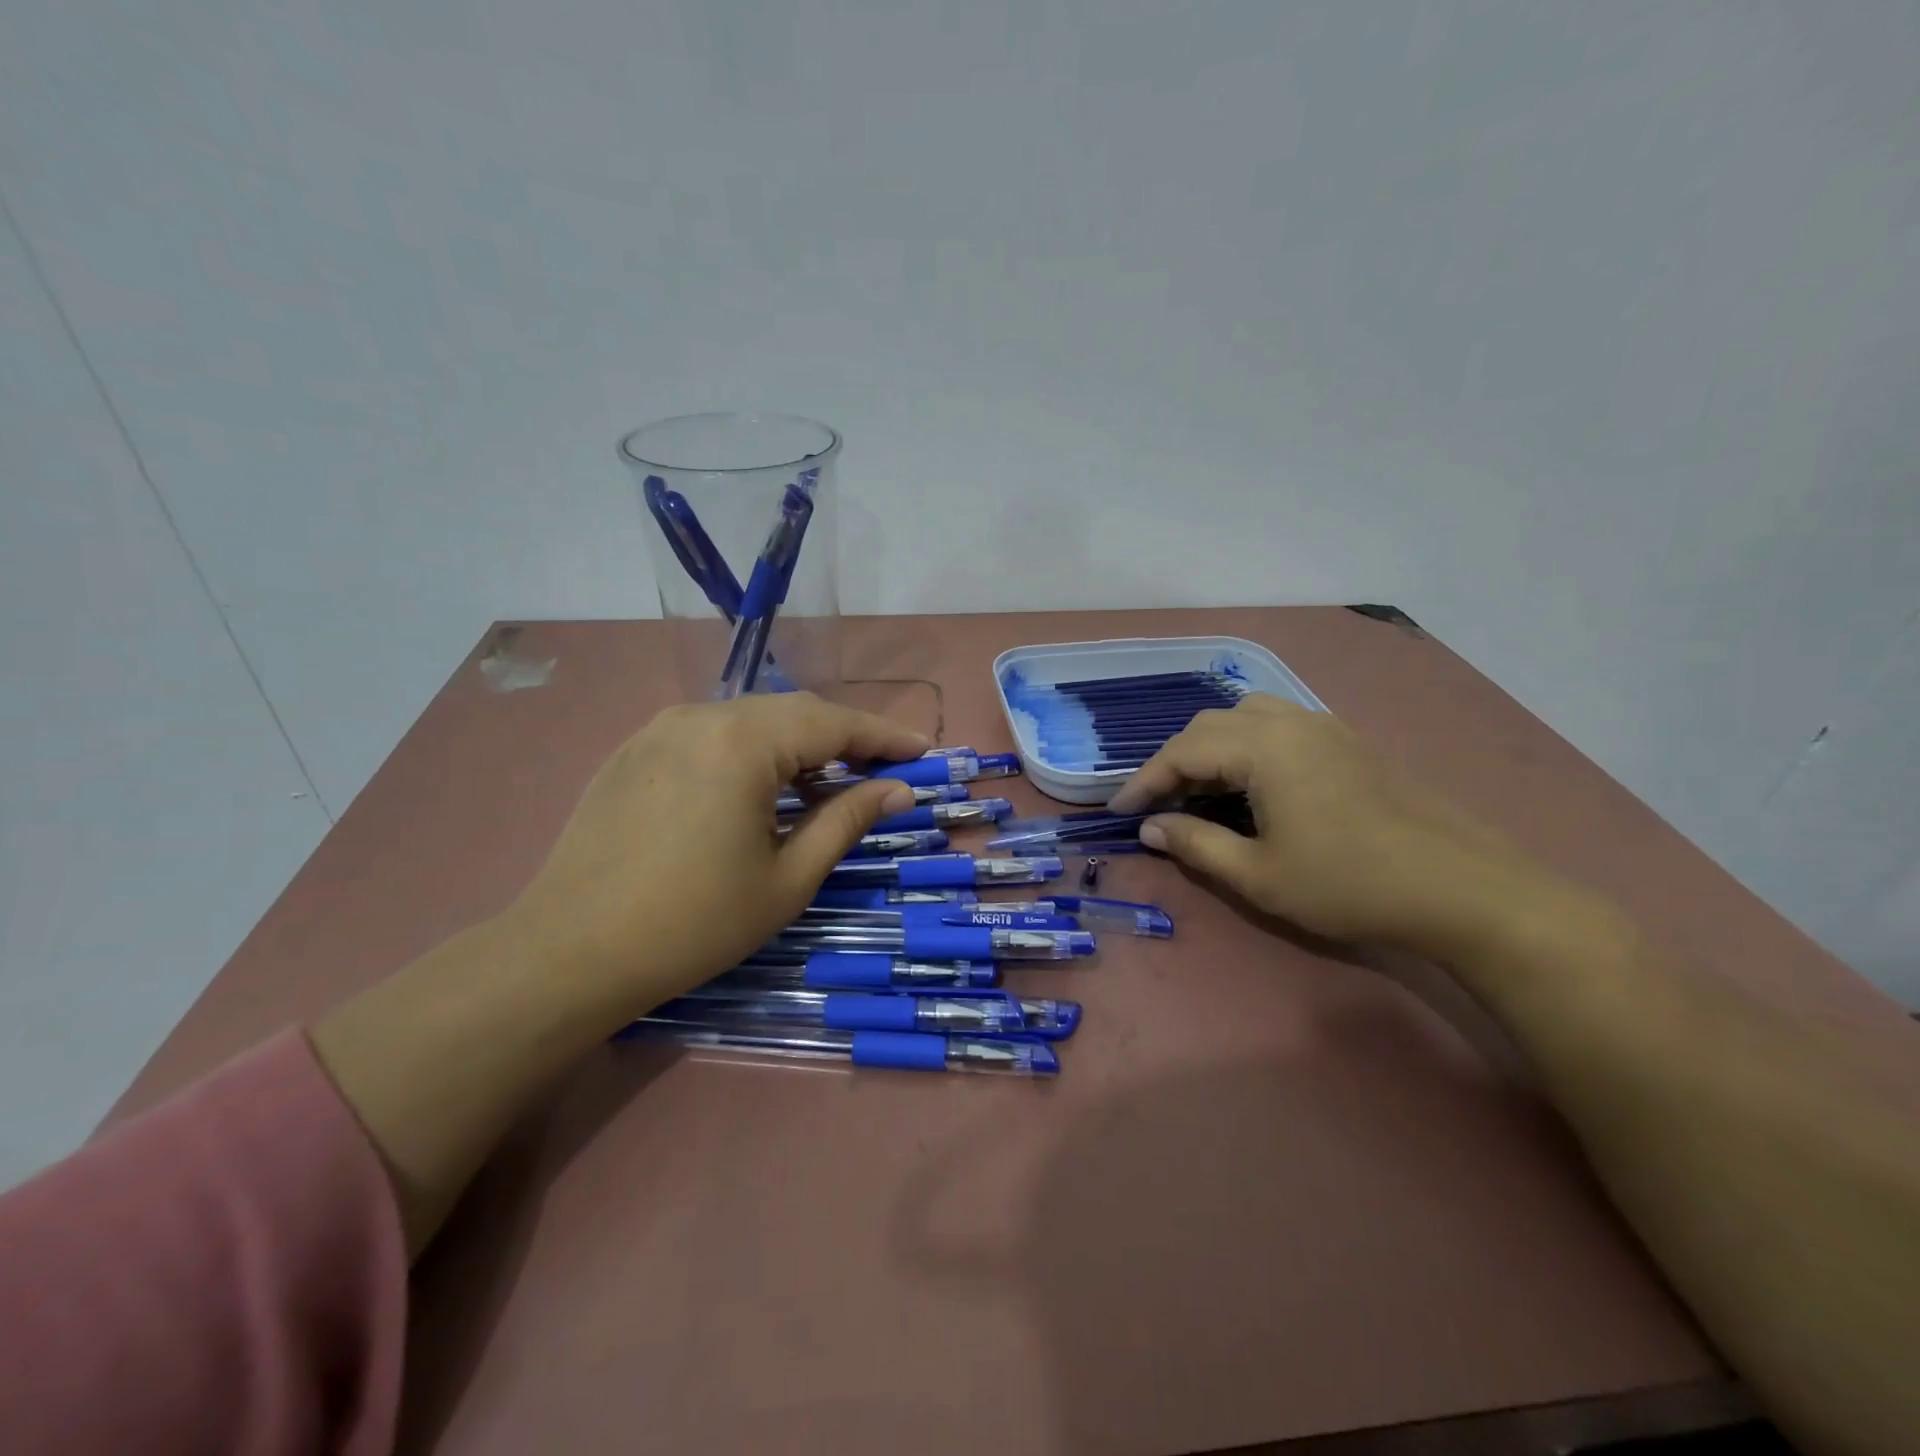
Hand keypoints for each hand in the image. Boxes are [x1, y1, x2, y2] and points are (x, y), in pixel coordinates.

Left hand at [501, 693, 926, 1012]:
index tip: (922, 752)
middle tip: (882, 771)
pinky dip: (752, 751)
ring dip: (797, 745)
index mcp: (743, 742)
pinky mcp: (634, 750)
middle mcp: (702, 716)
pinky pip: (712, 734)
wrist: (568, 954)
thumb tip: (898, 791)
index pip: (834, 723)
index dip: (884, 736)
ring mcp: (661, 728)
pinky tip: (760, 789)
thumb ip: (847, 820)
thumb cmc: (694, 923)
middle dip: (844, 738)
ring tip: (826, 784)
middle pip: (794, 712)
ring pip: (751, 720)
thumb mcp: (788, 877)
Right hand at [1107, 694, 1557, 957]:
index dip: (1144, 782)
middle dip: (1174, 761)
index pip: (1183, 752)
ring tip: (1201, 789)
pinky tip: (1251, 784)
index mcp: (1264, 748)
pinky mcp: (1348, 742)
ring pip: (1245, 717)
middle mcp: (1290, 722)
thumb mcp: (1258, 875)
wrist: (1461, 890)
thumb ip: (1196, 845)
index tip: (1119, 811)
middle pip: (1210, 725)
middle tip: (1157, 804)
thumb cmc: (1349, 884)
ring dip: (1211, 747)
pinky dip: (1246, 746)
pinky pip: (1278, 725)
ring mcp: (1324, 727)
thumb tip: (1151, 828)